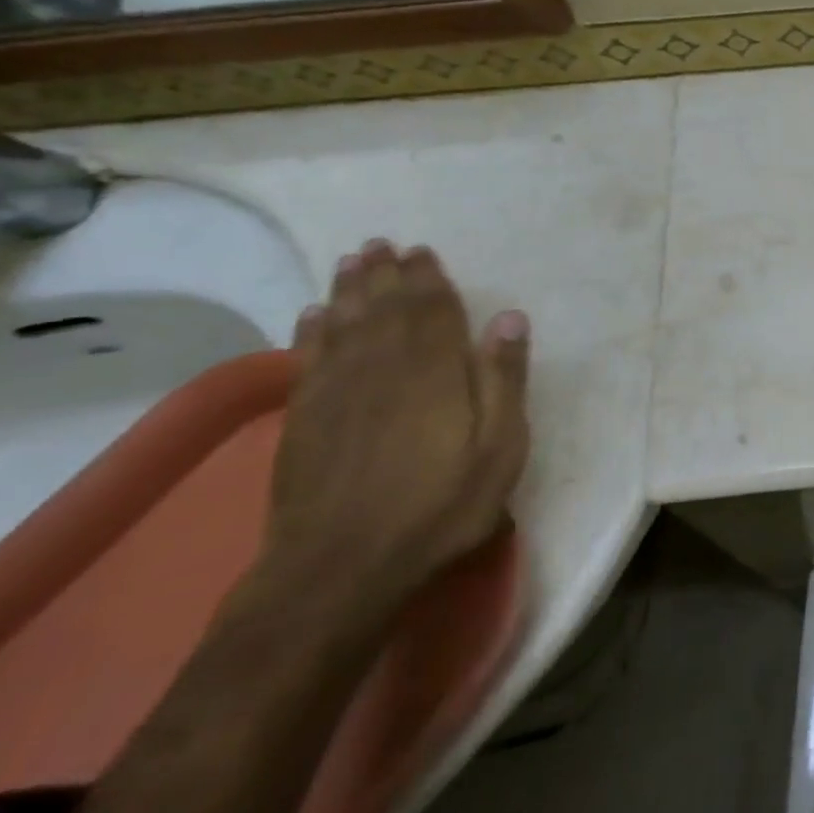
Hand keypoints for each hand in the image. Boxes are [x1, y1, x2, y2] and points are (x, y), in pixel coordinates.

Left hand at [263, 240, 529, 624]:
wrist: (340, 568)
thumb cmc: (438, 507)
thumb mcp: (499, 449)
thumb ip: (504, 380)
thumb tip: (509, 318)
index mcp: (435, 372)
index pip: (432, 311)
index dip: (428, 279)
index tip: (422, 251)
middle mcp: (382, 369)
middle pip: (385, 309)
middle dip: (386, 274)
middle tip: (382, 244)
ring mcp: (337, 393)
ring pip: (344, 325)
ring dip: (349, 290)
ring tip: (352, 261)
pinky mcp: (304, 419)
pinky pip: (308, 359)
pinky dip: (312, 331)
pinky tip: (314, 315)